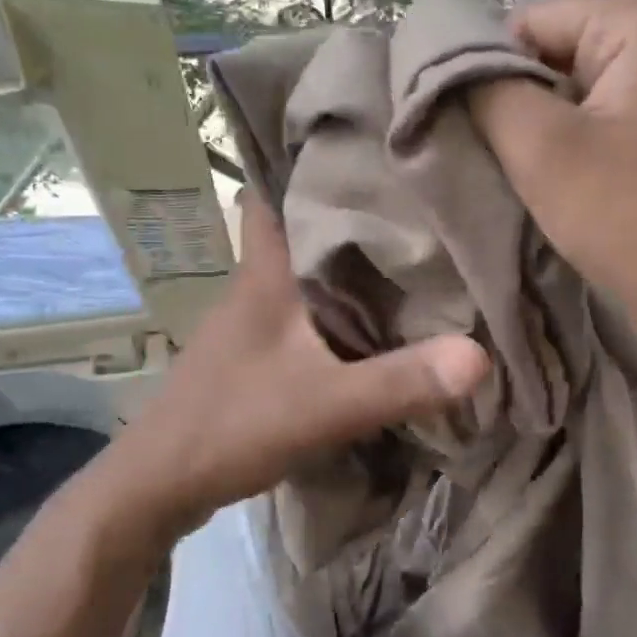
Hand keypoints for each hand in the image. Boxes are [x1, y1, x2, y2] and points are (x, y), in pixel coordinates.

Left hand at [104, 193, 489, 535]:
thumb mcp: (325, 405)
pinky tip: (367, 319)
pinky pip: (300, 312)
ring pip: (301, 272)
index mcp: (265, 275)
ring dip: (341, 263)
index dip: (312, 165)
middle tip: (409, 199)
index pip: (277, 193)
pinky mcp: (251, 354)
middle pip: (300, 228)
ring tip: (402, 250)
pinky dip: (332, 306)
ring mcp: (248, 322)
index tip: (365, 149)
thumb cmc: (232, 426)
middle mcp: (254, 287)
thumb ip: (399, 381)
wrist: (157, 487)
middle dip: (346, 212)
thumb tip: (479, 355)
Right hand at [468, 0, 636, 356]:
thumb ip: (485, 90)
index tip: (473, 130)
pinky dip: (569, 142)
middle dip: (517, 100)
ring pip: (571, 86)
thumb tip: (447, 64)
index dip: (490, 70)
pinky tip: (561, 180)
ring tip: (528, 173)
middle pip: (553, 49)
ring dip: (540, 127)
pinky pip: (598, 112)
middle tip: (499, 156)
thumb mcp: (541, 149)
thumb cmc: (629, 219)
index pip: (531, 19)